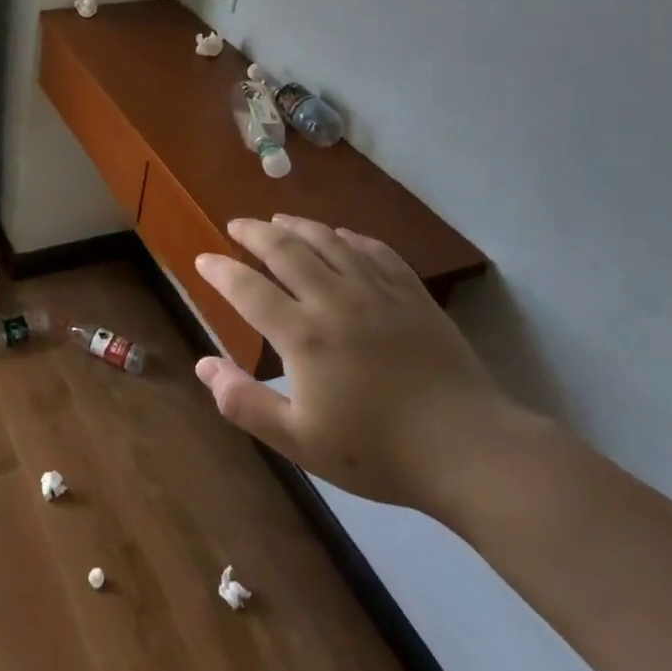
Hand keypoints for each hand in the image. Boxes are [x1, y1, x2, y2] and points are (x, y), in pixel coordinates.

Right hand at [193, 216, 525, 510]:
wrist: (468, 449)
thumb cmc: (377, 451)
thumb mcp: (300, 441)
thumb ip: (245, 403)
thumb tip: (203, 365)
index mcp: (304, 334)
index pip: (249, 288)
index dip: (221, 270)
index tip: (203, 259)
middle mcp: (335, 299)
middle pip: (286, 249)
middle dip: (254, 233)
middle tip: (236, 225)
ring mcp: (378, 292)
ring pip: (329, 241)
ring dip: (298, 225)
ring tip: (278, 219)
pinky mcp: (413, 294)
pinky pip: (375, 250)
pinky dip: (350, 237)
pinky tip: (342, 236)